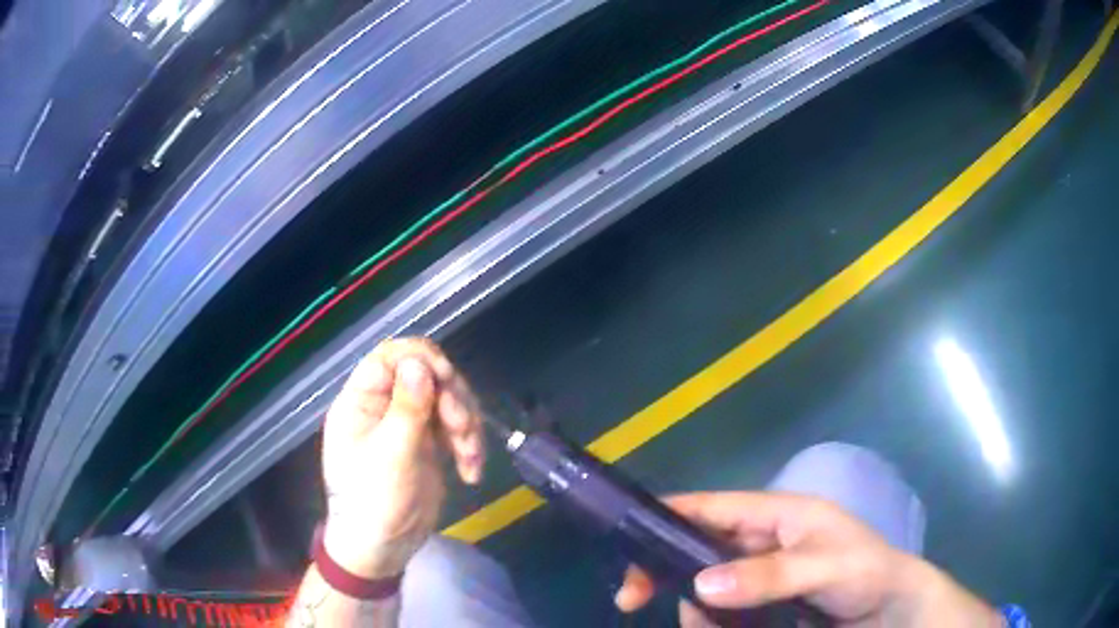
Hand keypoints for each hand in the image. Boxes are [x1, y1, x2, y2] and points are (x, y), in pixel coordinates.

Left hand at [320, 338, 484, 578]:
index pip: (390, 357)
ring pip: (446, 399)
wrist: (383, 548)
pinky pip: (454, 427)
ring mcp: (407, 424)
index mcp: (362, 402)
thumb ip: (407, 408)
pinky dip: (469, 444)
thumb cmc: (374, 502)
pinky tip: (472, 471)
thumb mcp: (391, 455)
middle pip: (426, 375)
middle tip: (463, 430)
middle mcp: (384, 406)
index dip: (422, 359)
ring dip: (466, 424)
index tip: (448, 381)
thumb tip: (420, 361)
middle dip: (452, 399)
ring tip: (471, 458)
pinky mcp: (428, 444)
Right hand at [615, 492, 1002, 627]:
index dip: (670, 514)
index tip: (627, 539)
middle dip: (663, 569)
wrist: (890, 610)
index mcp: (779, 515)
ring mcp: (758, 575)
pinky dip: (706, 619)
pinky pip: (718, 608)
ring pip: (703, 582)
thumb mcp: (825, 568)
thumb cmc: (866, 574)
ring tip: (702, 626)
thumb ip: (769, 576)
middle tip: (631, 598)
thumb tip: (701, 586)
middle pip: (697, 545)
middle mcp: (761, 541)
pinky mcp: (759, 603)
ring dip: (691, 605)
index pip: (715, 506)